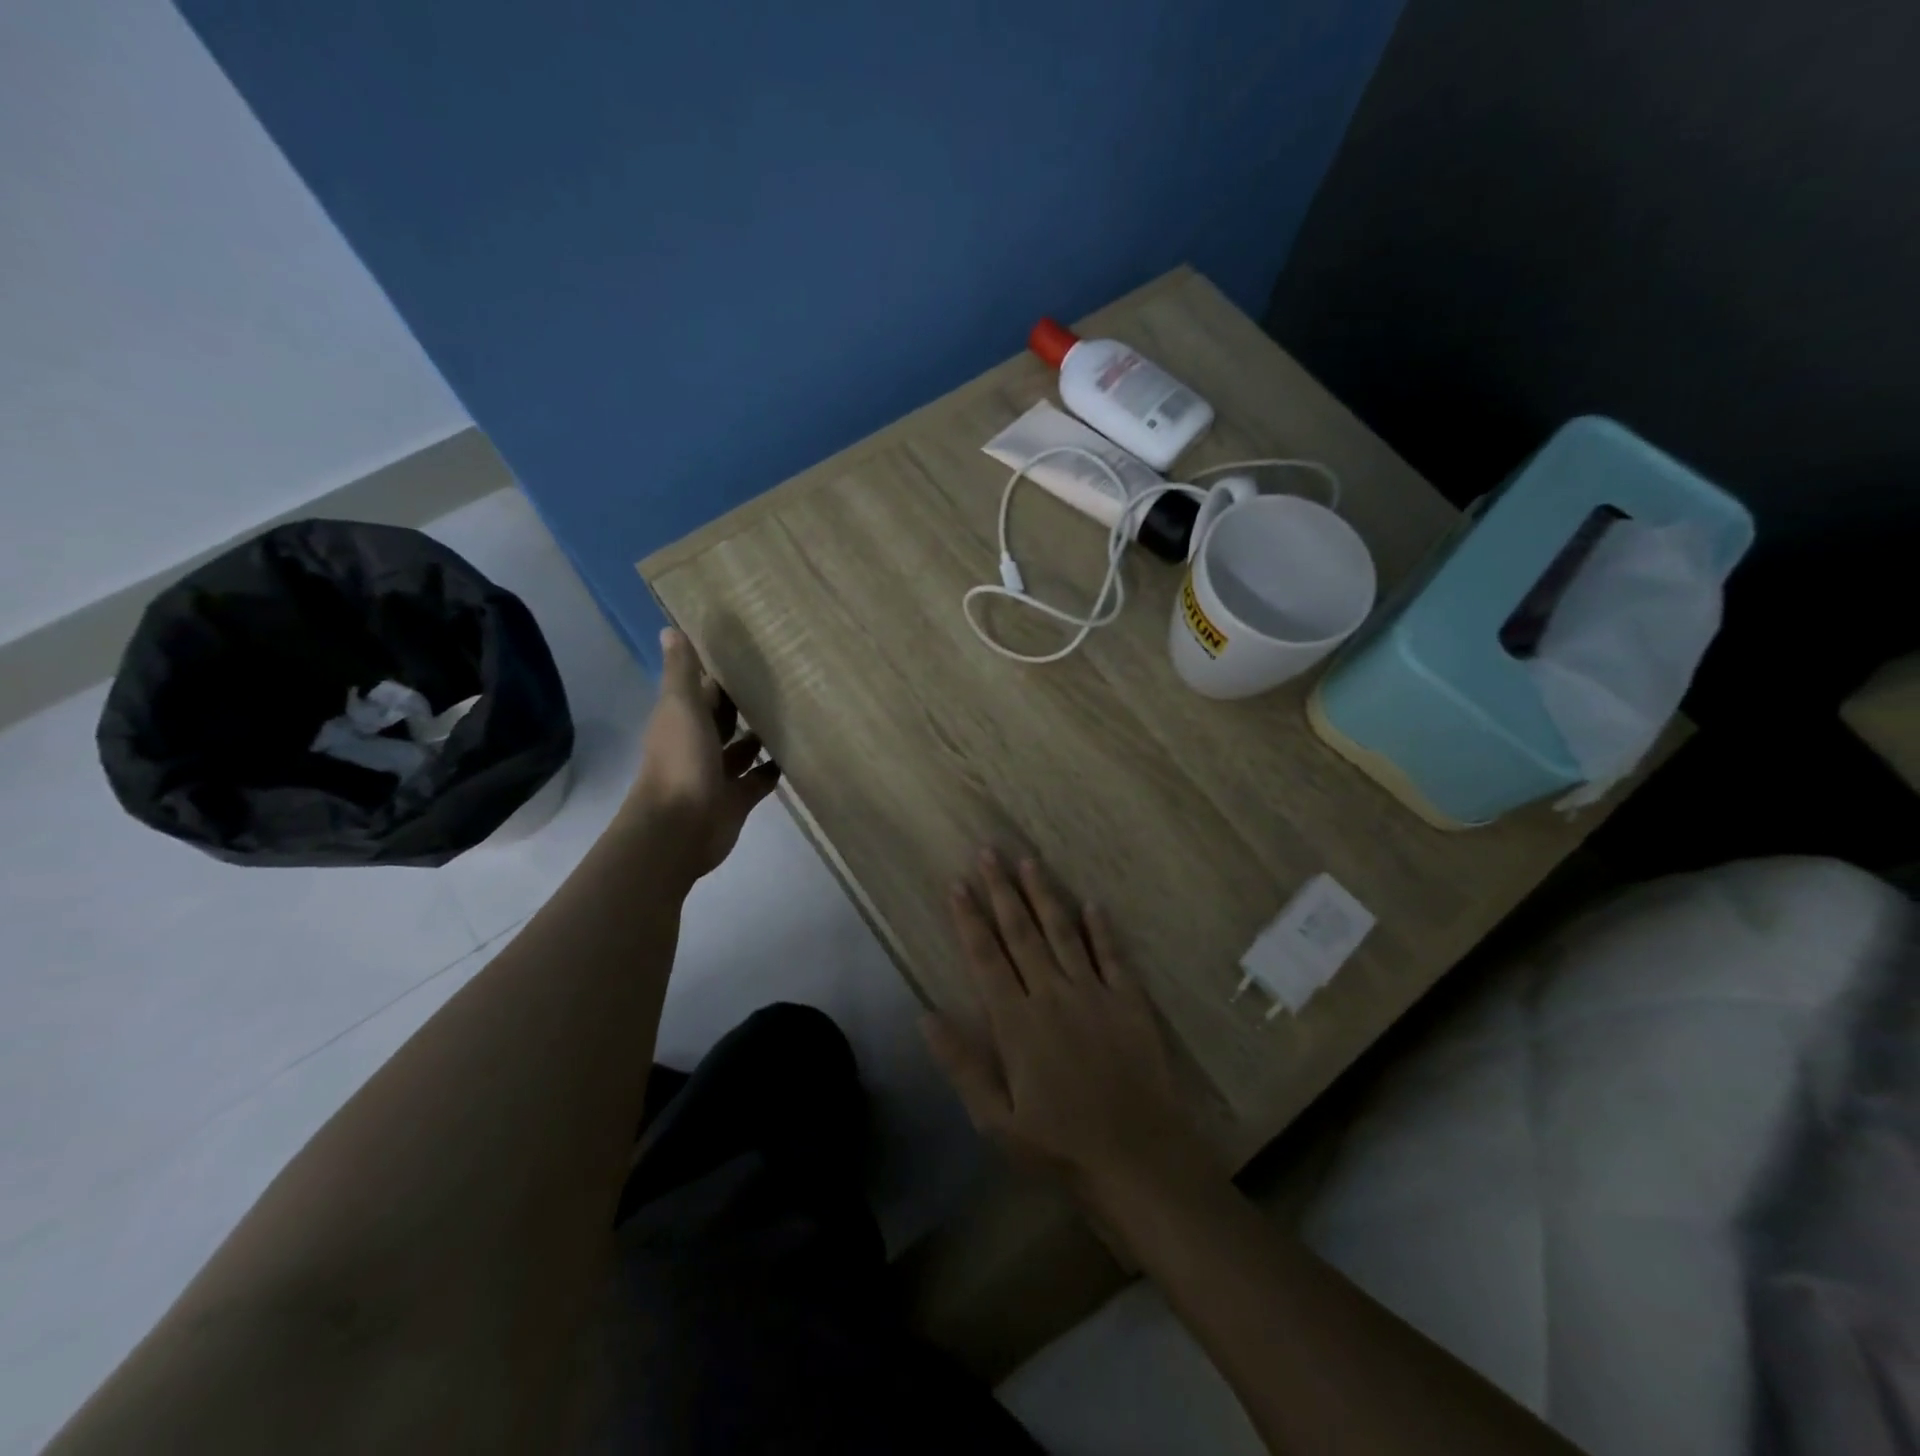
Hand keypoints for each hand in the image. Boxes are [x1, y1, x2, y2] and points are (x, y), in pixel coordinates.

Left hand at [625, 628, 780, 878]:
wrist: (680, 828)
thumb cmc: (680, 761)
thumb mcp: (680, 707)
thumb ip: (682, 673)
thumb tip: (669, 629)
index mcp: (681, 719)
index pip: (703, 690)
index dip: (721, 674)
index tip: (751, 653)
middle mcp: (698, 744)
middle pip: (724, 718)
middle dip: (745, 703)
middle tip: (785, 680)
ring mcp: (718, 773)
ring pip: (743, 749)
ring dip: (761, 735)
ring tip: (796, 713)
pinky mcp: (738, 798)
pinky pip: (759, 779)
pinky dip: (774, 768)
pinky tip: (797, 753)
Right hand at [922, 850, 1214, 1210]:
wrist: (1137, 1159)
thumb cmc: (1059, 1146)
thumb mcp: (996, 1120)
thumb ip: (962, 1064)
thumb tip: (926, 1015)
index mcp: (1016, 1021)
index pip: (986, 956)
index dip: (969, 918)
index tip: (957, 884)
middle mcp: (1052, 994)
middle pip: (1021, 932)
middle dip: (1002, 890)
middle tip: (989, 852)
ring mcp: (1094, 993)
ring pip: (1063, 932)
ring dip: (1044, 895)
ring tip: (1030, 861)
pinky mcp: (1129, 1002)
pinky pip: (1112, 955)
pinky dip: (1101, 928)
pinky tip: (1092, 902)